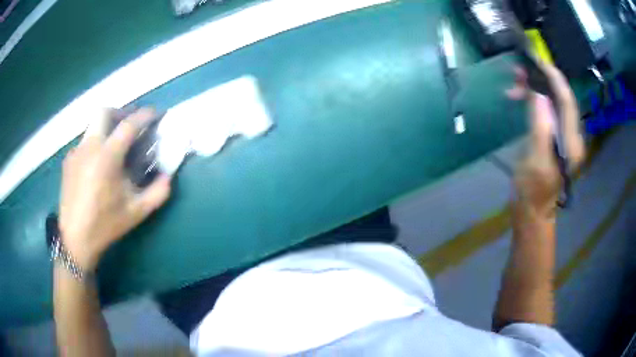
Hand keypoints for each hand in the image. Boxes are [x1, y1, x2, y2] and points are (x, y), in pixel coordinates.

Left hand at [59, 108, 171, 270]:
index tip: (154, 114)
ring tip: (113, 147)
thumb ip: (157, 193)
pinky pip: (84, 143)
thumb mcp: (136, 212)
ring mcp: (76, 152)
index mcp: (107, 157)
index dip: (144, 115)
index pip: (129, 124)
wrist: (75, 240)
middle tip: (129, 126)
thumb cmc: (105, 225)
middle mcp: (89, 146)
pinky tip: (97, 165)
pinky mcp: (68, 161)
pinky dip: (94, 144)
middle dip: (119, 112)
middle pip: (104, 112)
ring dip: (106, 128)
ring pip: (92, 126)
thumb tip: (169, 176)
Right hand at [506, 62, 584, 216]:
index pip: (567, 101)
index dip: (554, 78)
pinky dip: (534, 101)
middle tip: (519, 71)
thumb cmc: (532, 191)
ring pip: (553, 102)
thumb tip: (539, 94)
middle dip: (542, 80)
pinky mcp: (555, 137)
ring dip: (536, 90)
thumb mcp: (535, 160)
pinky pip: (547, 110)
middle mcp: (572, 136)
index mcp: (571, 143)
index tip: (537, 60)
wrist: (531, 211)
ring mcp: (564, 137)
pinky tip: (521, 98)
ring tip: (515, 83)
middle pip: (561, 98)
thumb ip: (541, 127)